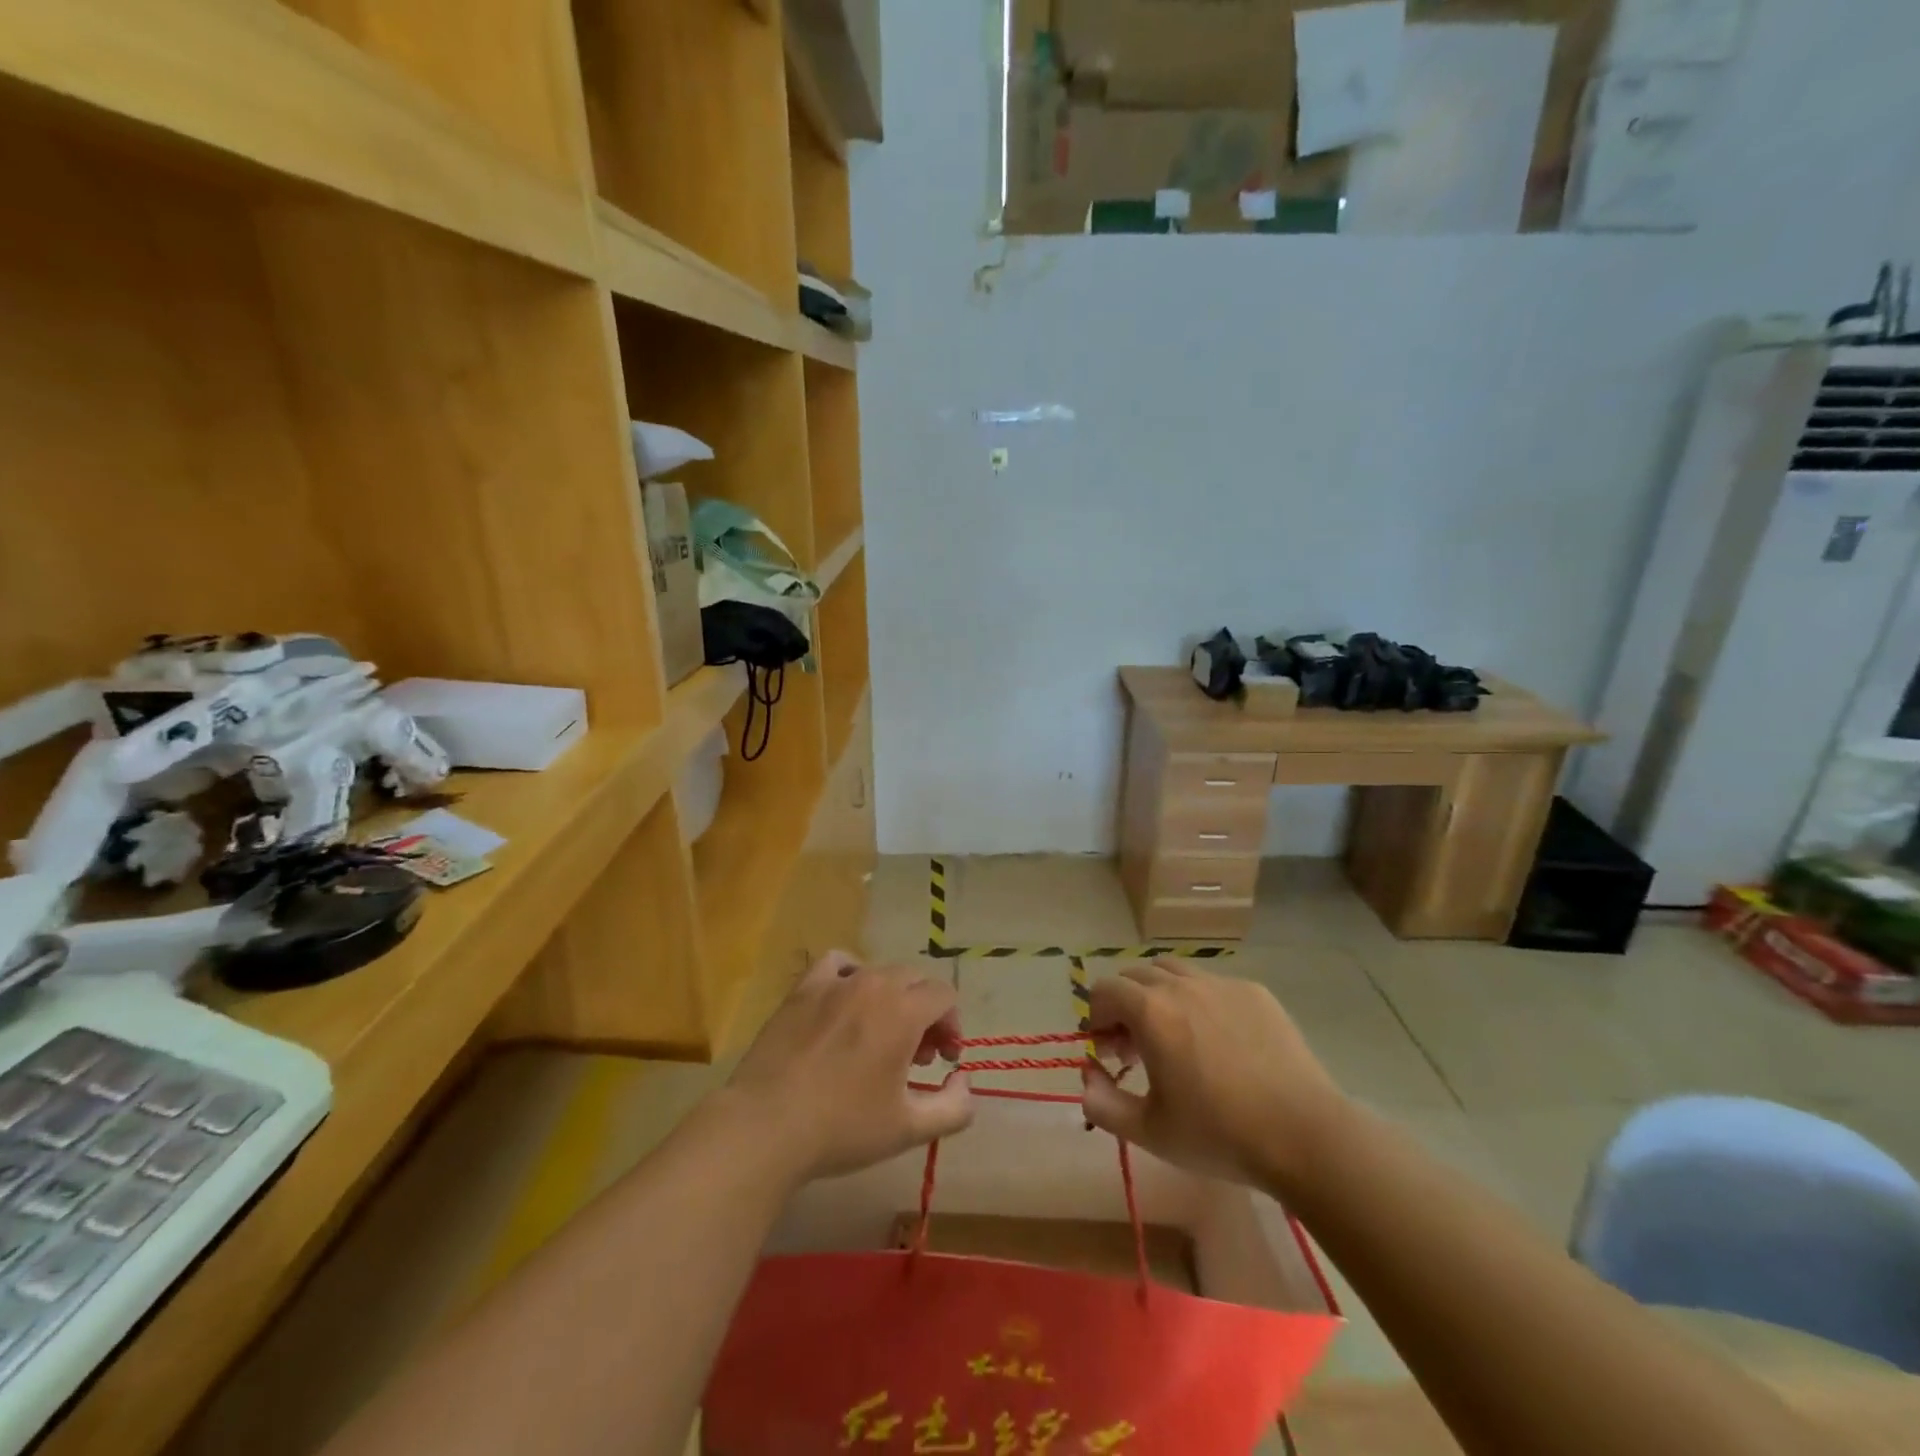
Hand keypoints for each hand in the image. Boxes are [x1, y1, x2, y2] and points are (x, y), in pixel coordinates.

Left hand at [725, 952, 973, 1181]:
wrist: (767, 1126)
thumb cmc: (842, 1127)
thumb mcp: (909, 1129)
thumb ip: (954, 1107)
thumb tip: (963, 1080)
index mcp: (903, 1011)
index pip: (944, 995)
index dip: (952, 1025)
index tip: (942, 1061)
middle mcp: (873, 984)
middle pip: (915, 981)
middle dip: (925, 1013)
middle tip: (915, 1057)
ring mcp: (834, 982)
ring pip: (879, 973)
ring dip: (892, 998)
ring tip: (880, 1034)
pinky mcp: (802, 989)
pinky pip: (837, 963)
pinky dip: (851, 975)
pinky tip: (845, 1003)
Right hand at [1081, 960, 1346, 1192]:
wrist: (1304, 1136)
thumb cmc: (1220, 1135)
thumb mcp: (1149, 1132)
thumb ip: (1102, 1104)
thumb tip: (1086, 1078)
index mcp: (1150, 1011)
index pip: (1104, 989)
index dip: (1097, 1017)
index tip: (1109, 1052)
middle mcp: (1182, 986)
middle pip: (1135, 975)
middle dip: (1125, 1005)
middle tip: (1137, 1049)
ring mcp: (1222, 984)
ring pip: (1174, 972)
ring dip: (1160, 995)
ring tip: (1174, 1037)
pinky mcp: (1255, 992)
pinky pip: (1212, 983)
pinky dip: (1199, 1001)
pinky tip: (1218, 1041)